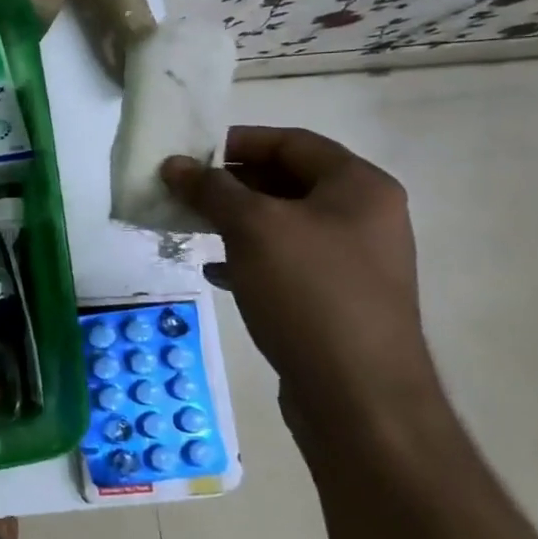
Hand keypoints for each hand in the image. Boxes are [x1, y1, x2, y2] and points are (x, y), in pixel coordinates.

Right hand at [162, 127, 442, 428]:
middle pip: (286, 181)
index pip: (292, 143)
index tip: (191, 153)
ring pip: (281, 224)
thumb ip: (211, 189)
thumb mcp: (253, 228)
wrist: (359, 397)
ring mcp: (351, 261)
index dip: (238, 141)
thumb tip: (175, 165)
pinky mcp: (334, 299)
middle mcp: (363, 217)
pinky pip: (284, 262)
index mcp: (359, 187)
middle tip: (182, 189)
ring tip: (189, 226)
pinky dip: (246, 258)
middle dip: (230, 183)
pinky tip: (214, 271)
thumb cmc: (310, 293)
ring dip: (233, 220)